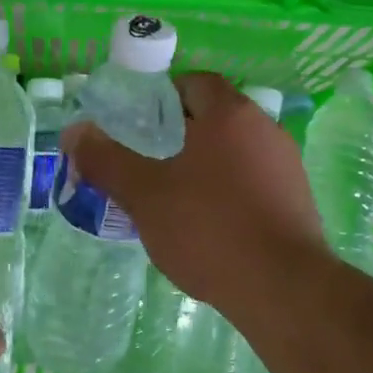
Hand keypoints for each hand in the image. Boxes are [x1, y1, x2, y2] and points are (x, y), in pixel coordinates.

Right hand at [64, 72, 326, 311]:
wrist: (284, 290)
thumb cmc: (209, 228)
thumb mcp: (144, 194)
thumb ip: (106, 159)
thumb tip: (74, 131)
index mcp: (229, 114)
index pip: (195, 82)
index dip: (163, 97)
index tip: (139, 124)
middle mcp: (264, 129)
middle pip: (215, 116)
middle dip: (180, 133)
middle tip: (147, 161)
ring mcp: (287, 165)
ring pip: (235, 151)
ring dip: (205, 164)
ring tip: (173, 197)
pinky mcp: (298, 201)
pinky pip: (254, 181)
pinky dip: (229, 191)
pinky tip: (209, 226)